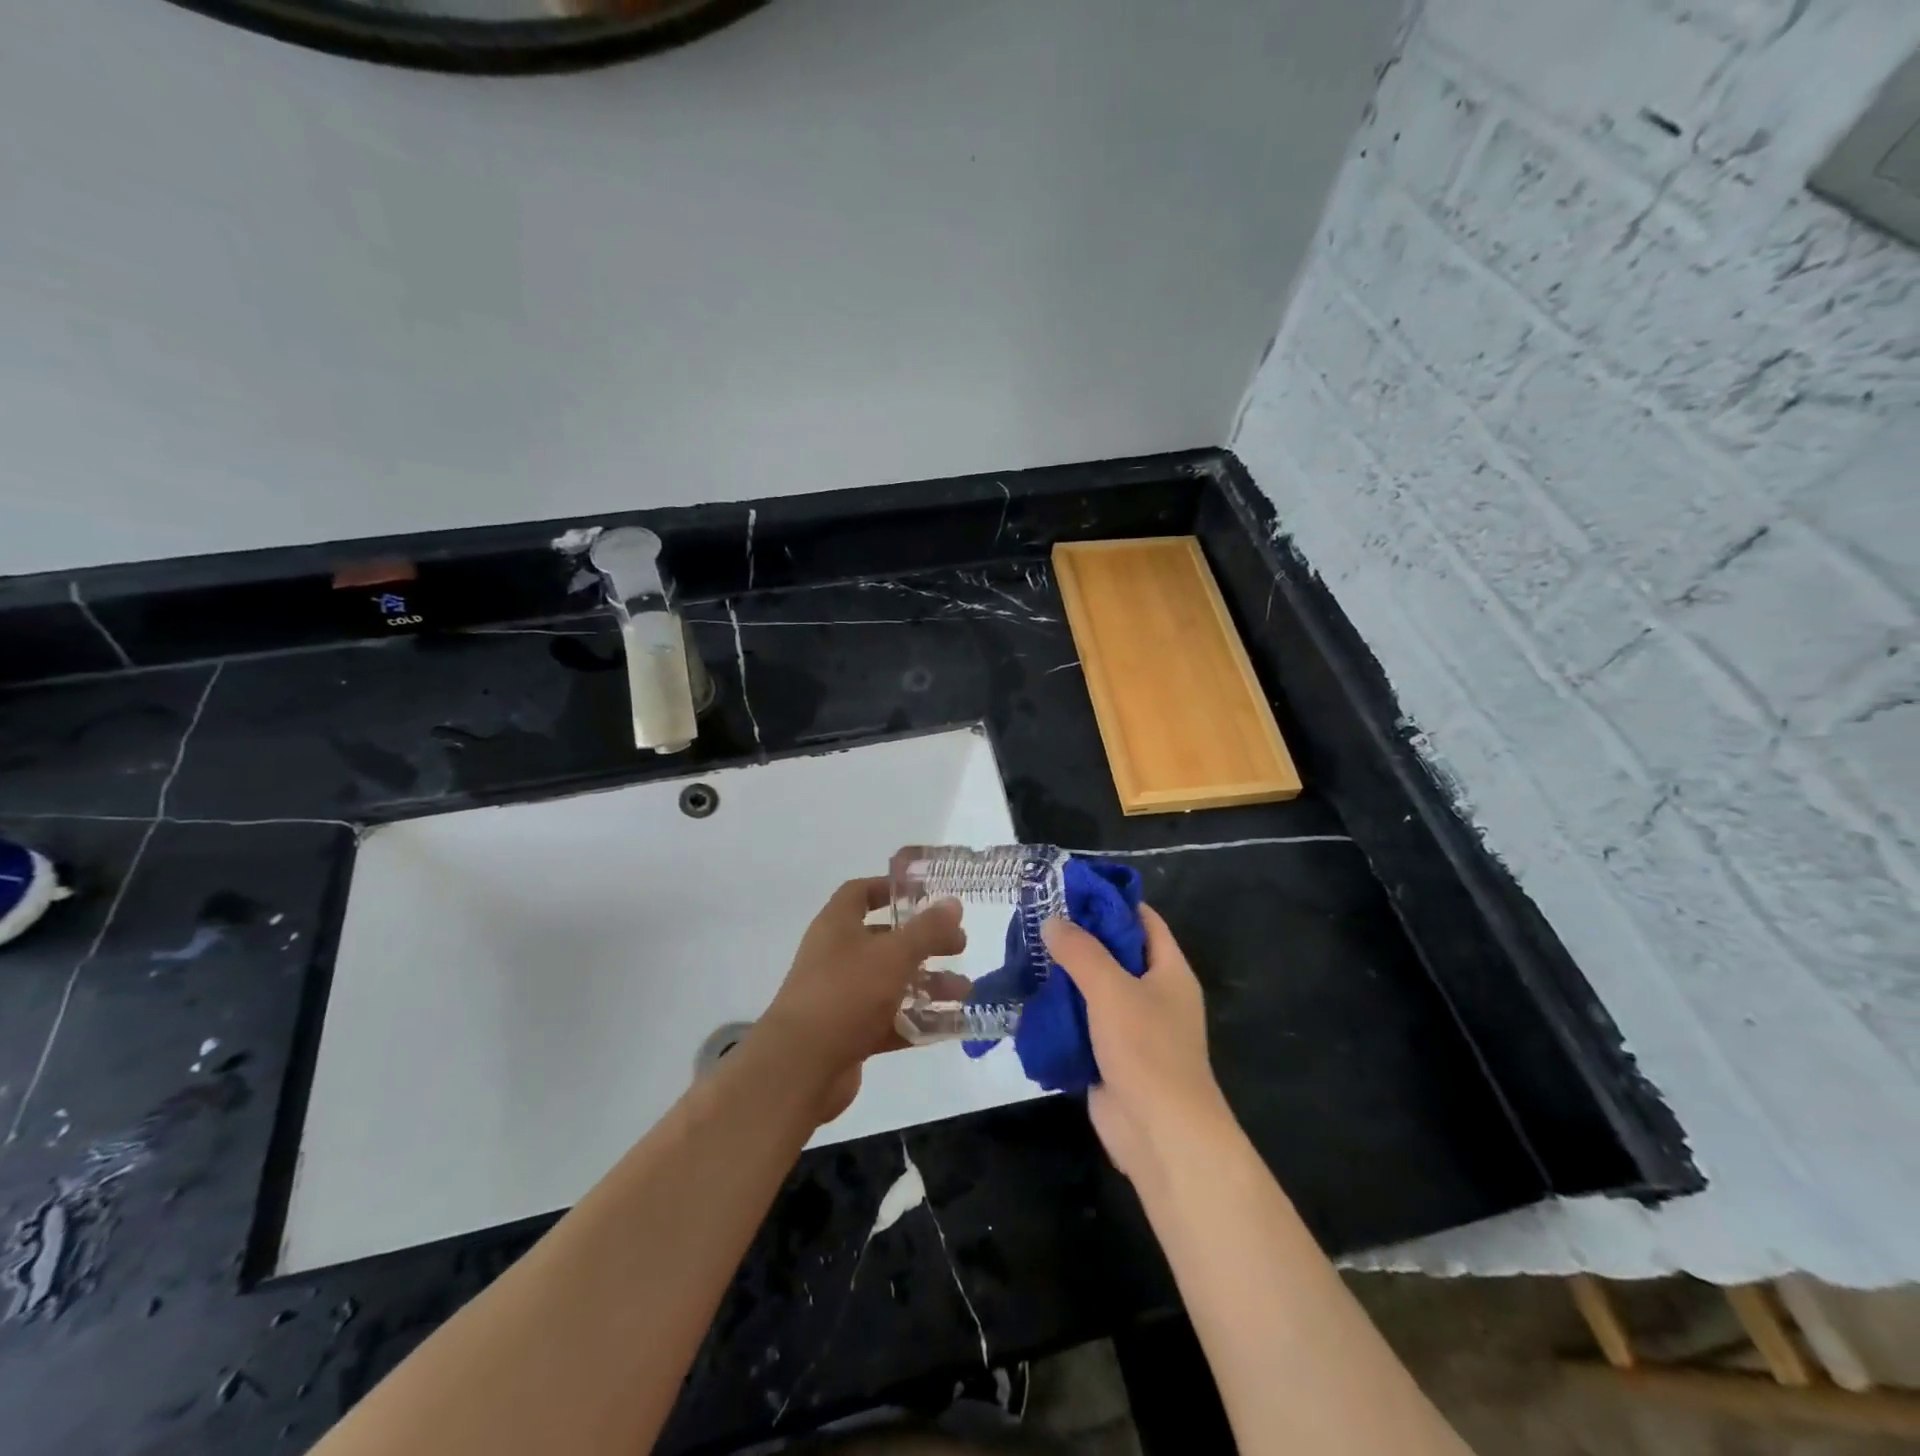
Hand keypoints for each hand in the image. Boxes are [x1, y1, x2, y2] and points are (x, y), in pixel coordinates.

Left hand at [755, 878, 964, 1123]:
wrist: (800, 1067)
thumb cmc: (846, 993)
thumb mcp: (894, 954)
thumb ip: (927, 929)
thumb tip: (953, 903)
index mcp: (837, 925)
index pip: (860, 892)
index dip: (890, 888)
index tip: (925, 894)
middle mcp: (836, 956)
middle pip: (884, 939)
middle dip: (924, 942)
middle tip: (959, 947)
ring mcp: (841, 996)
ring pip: (890, 983)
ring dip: (927, 985)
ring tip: (964, 992)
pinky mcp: (848, 1033)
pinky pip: (889, 1020)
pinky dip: (916, 1021)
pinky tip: (950, 1025)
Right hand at [1042, 905, 1230, 1182]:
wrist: (1161, 1135)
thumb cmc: (1147, 1049)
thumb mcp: (1112, 988)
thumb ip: (1081, 951)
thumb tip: (1053, 920)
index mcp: (1169, 970)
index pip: (1142, 919)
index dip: (1110, 901)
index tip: (1070, 888)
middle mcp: (1154, 993)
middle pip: (1114, 953)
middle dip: (1078, 938)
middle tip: (1036, 919)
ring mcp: (1132, 1027)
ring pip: (1094, 989)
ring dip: (1064, 975)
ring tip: (1024, 952)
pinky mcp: (1110, 1057)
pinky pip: (1083, 1024)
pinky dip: (1059, 1012)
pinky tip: (1028, 998)